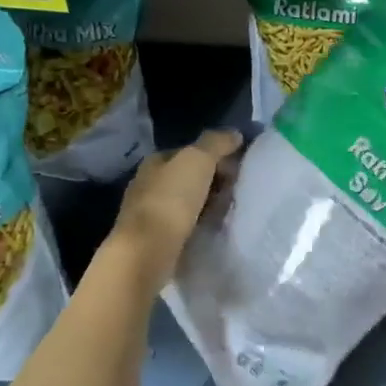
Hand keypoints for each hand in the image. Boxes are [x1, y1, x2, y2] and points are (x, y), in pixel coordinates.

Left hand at [110, 130, 242, 279]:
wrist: (147, 252)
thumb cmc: (171, 200)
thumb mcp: (198, 160)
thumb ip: (216, 143)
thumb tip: (234, 134)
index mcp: (155, 162)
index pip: (189, 151)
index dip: (214, 155)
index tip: (237, 166)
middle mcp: (148, 184)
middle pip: (188, 176)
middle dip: (212, 180)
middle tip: (236, 189)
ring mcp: (150, 213)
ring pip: (187, 201)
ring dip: (207, 203)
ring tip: (229, 210)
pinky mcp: (155, 239)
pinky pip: (184, 224)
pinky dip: (199, 223)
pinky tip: (212, 228)